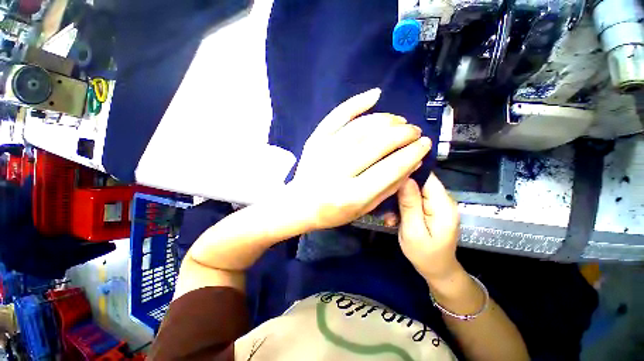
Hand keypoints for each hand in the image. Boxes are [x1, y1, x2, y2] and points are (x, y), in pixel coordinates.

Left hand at [288, 88, 431, 230]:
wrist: (300, 204)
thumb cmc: (333, 212)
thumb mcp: (364, 209)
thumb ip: (389, 187)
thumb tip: (413, 162)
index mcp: (351, 195)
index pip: (389, 169)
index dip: (411, 153)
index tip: (424, 144)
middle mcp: (337, 171)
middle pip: (376, 144)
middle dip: (402, 134)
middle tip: (414, 131)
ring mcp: (323, 152)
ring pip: (361, 127)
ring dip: (386, 120)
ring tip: (399, 121)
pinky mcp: (315, 140)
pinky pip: (337, 116)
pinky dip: (357, 102)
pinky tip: (375, 95)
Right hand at [397, 173, 460, 281]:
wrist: (437, 270)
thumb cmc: (425, 255)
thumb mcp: (413, 231)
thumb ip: (409, 205)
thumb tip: (405, 179)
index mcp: (442, 205)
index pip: (426, 177)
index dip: (407, 173)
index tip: (388, 179)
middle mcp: (442, 200)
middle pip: (418, 182)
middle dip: (399, 191)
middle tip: (386, 206)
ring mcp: (436, 204)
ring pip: (413, 191)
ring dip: (398, 201)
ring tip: (390, 217)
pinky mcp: (430, 208)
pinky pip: (413, 199)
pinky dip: (401, 206)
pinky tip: (394, 219)